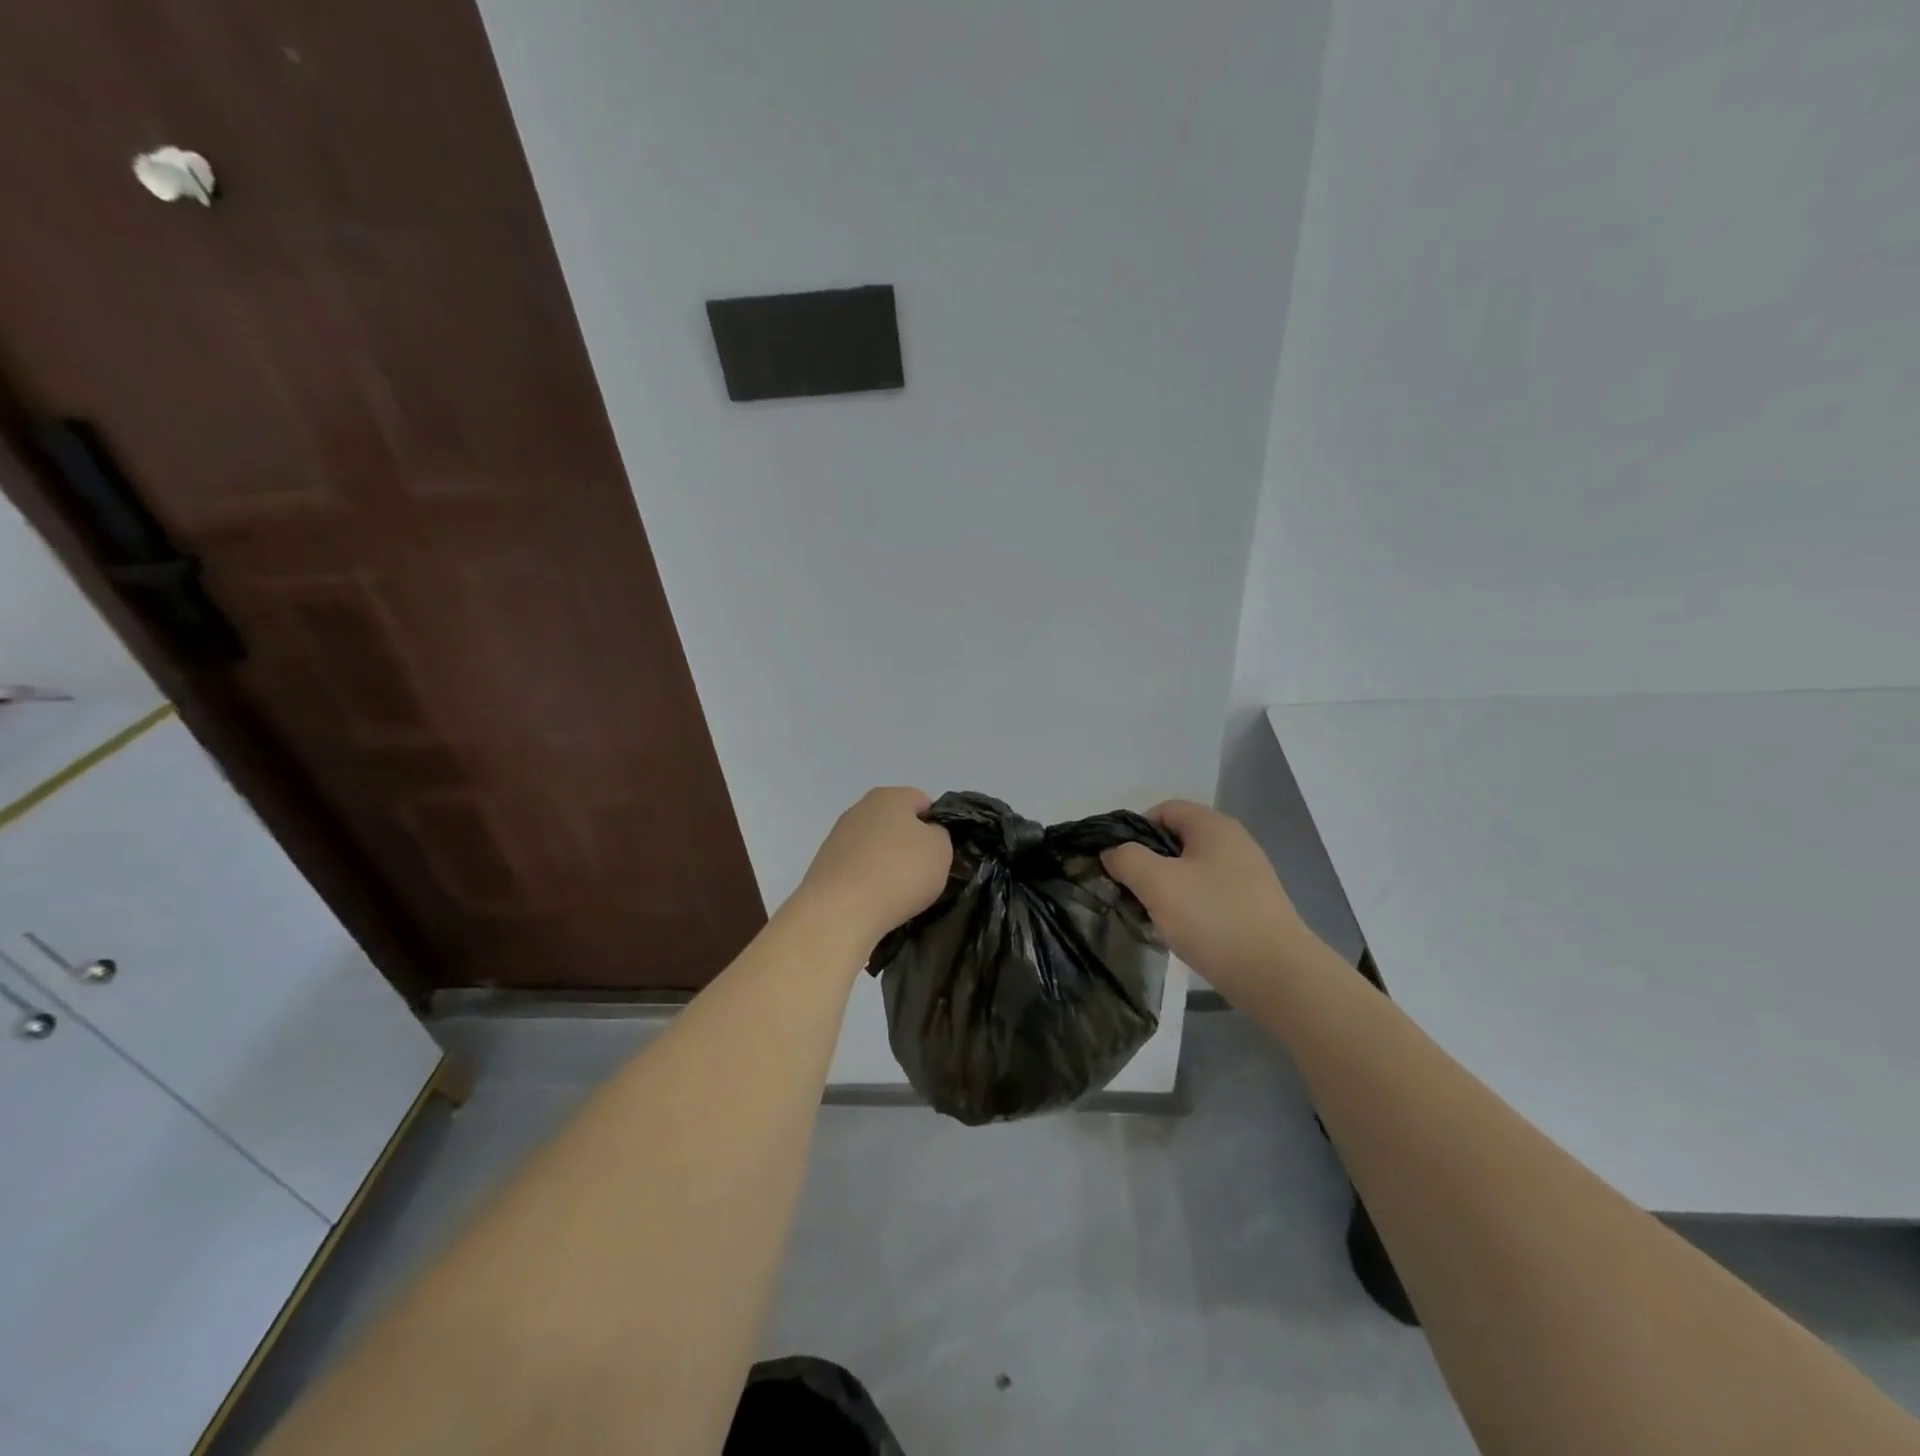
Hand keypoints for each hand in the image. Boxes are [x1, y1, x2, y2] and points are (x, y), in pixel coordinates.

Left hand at [795, 787, 952, 944]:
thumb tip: (925, 835)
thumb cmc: (899, 873)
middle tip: (922, 875)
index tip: (939, 854)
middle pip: (897, 823)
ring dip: (887, 863)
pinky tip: (873, 900)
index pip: (924, 802)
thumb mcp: (941, 851)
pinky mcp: (824, 862)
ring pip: (876, 846)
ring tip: (897, 893)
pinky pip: (857, 867)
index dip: (937, 826)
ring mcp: (838, 835)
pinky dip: (867, 880)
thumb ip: (940, 834)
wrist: (840, 911)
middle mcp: (860, 808)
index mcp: (890, 795)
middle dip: (910, 845)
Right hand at [1102, 800, 1308, 996]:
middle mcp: (1234, 843)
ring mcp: (1247, 876)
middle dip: (1148, 863)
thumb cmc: (1213, 919)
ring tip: (1152, 915)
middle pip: (1176, 841)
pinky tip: (1181, 932)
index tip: (1119, 863)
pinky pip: (1208, 895)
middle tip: (1130, 891)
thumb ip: (1126, 858)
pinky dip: (1189, 907)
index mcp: (1213, 826)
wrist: (1276, 976)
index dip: (1134, 830)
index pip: (1163, 810)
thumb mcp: (1157, 883)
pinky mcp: (1252, 907)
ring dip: (1167, 889)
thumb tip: (1112, 851)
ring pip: (1191, 871)